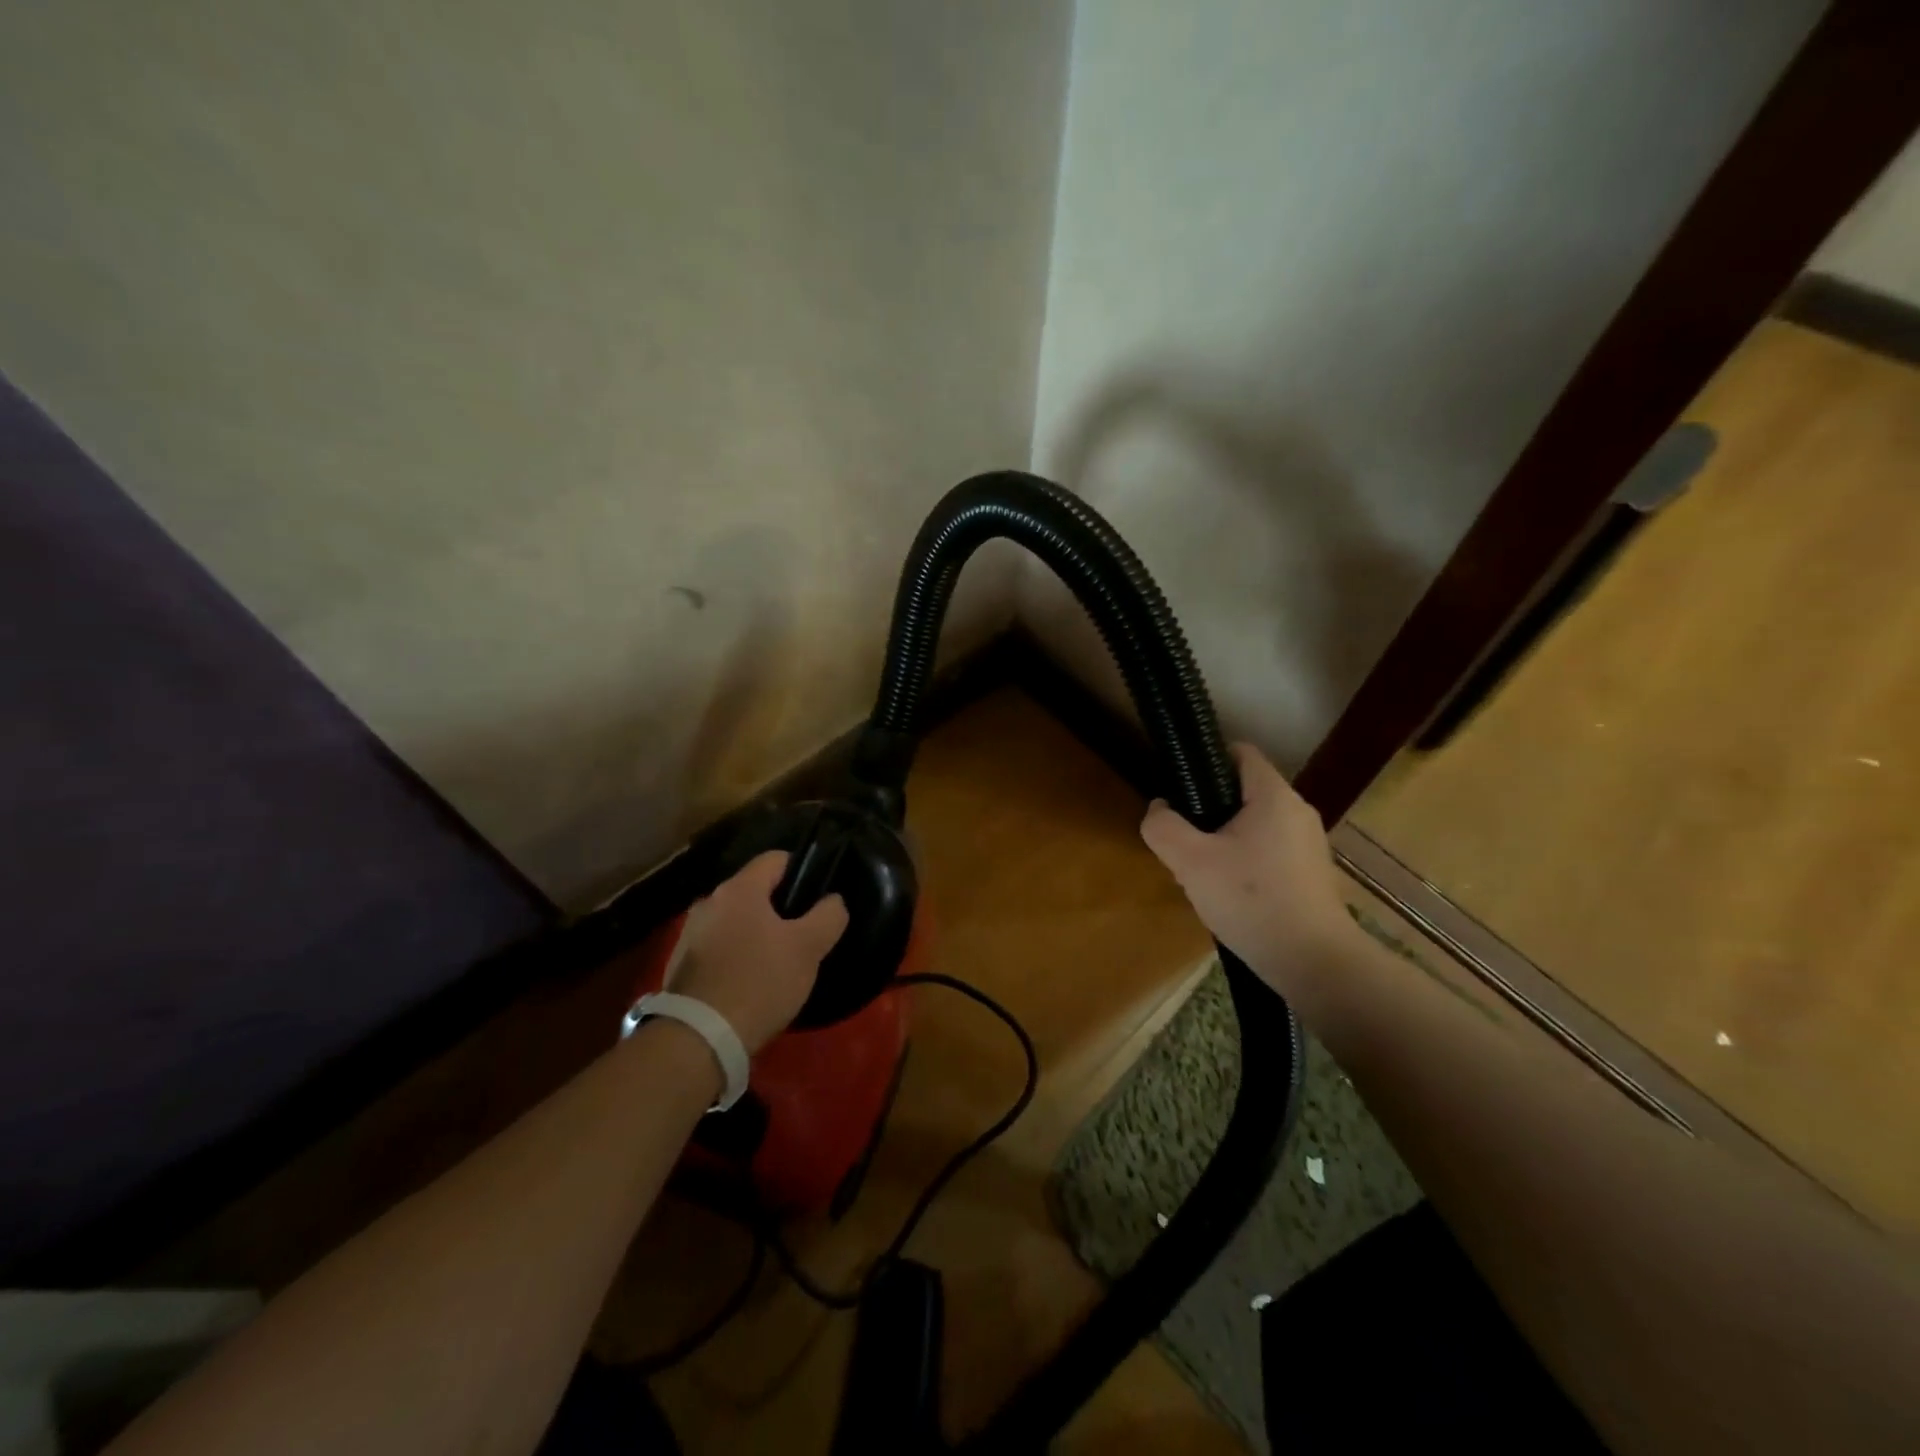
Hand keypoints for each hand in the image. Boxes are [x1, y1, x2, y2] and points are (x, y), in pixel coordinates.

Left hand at [667, 851, 848, 1053]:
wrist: (699, 1039)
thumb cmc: (760, 982)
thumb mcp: (808, 948)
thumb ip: (828, 916)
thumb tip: (833, 900)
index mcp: (739, 889)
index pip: (776, 858)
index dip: (802, 871)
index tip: (817, 898)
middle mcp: (709, 902)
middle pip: (754, 891)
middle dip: (780, 908)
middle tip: (803, 935)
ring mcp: (689, 933)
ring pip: (735, 921)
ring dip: (756, 934)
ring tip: (777, 963)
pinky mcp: (679, 965)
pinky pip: (718, 948)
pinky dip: (735, 957)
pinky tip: (749, 983)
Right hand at [1140, 743, 1360, 1003]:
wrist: (1314, 963)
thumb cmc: (1252, 901)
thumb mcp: (1191, 862)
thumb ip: (1164, 827)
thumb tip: (1159, 808)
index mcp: (1274, 796)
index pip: (1240, 752)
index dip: (1205, 759)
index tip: (1179, 785)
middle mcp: (1298, 811)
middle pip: (1244, 790)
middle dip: (1209, 807)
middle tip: (1183, 838)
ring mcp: (1309, 844)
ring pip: (1255, 824)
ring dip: (1224, 838)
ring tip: (1202, 870)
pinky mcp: (1312, 873)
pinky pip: (1269, 850)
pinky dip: (1246, 860)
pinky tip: (1230, 893)